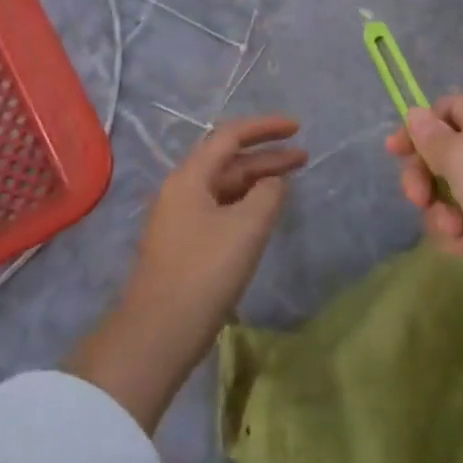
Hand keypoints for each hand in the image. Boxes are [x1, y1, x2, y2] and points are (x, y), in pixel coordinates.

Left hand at [69, 115, 304, 432]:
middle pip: (228, 160)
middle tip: (304, 158)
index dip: (265, 127)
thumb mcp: (246, 228)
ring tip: (291, 182)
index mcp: (190, 177)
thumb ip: (268, 195)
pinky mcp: (185, 244)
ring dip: (257, 180)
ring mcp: (181, 217)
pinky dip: (246, 203)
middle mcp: (182, 189)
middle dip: (267, 155)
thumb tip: (273, 183)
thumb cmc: (204, 273)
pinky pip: (221, 208)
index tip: (297, 128)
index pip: (230, 135)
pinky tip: (264, 214)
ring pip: (225, 186)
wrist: (157, 334)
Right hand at [387, 96, 462, 331]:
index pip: (444, 110)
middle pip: (445, 154)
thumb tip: (415, 113)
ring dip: (443, 213)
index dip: (417, 129)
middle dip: (425, 178)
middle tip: (418, 200)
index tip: (393, 154)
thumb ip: (432, 138)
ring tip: (453, 232)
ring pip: (456, 193)